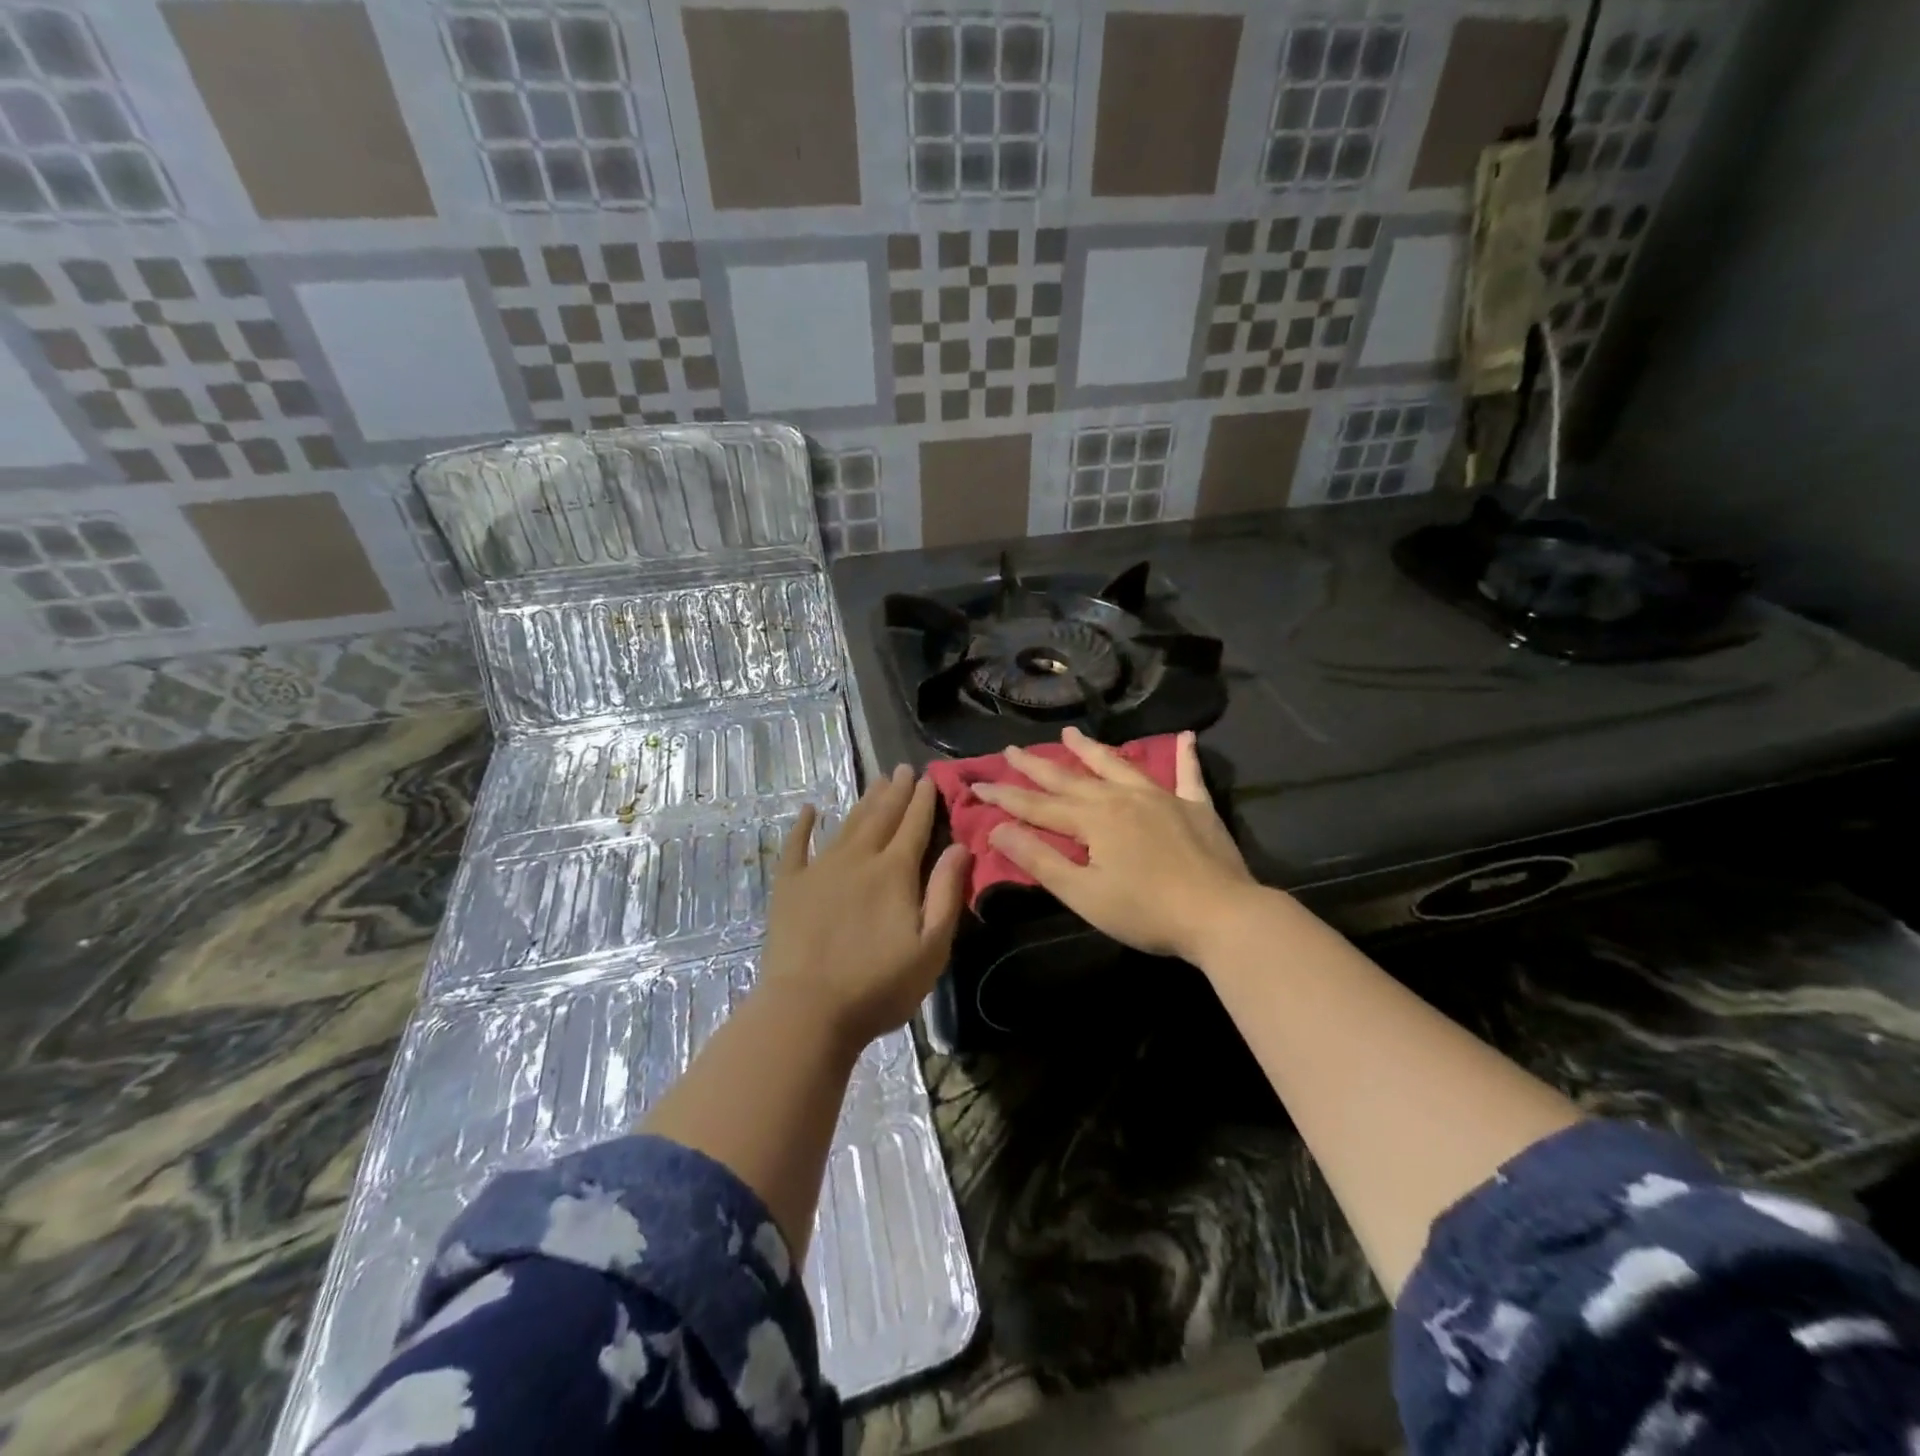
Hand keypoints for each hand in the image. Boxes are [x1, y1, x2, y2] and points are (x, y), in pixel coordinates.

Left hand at [761, 765, 970, 1050]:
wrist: (807, 1010)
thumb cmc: (878, 986)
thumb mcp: (931, 948)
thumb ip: (946, 893)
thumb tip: (960, 846)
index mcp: (894, 872)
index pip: (914, 826)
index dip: (924, 801)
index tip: (929, 778)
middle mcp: (859, 859)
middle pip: (882, 817)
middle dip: (896, 791)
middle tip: (903, 768)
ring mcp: (820, 869)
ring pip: (847, 824)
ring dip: (864, 801)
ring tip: (876, 781)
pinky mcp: (789, 886)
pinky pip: (796, 846)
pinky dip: (802, 826)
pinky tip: (808, 810)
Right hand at [974, 728, 1255, 962]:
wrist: (1221, 915)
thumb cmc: (1146, 911)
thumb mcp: (1083, 893)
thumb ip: (1040, 859)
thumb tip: (998, 830)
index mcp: (1093, 819)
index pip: (1038, 806)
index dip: (1005, 797)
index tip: (977, 784)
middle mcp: (1122, 798)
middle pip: (1071, 778)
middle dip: (1037, 766)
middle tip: (1011, 749)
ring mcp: (1162, 798)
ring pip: (1118, 765)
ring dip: (1092, 749)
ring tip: (1070, 733)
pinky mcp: (1196, 807)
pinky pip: (1188, 774)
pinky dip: (1184, 756)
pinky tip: (1185, 737)